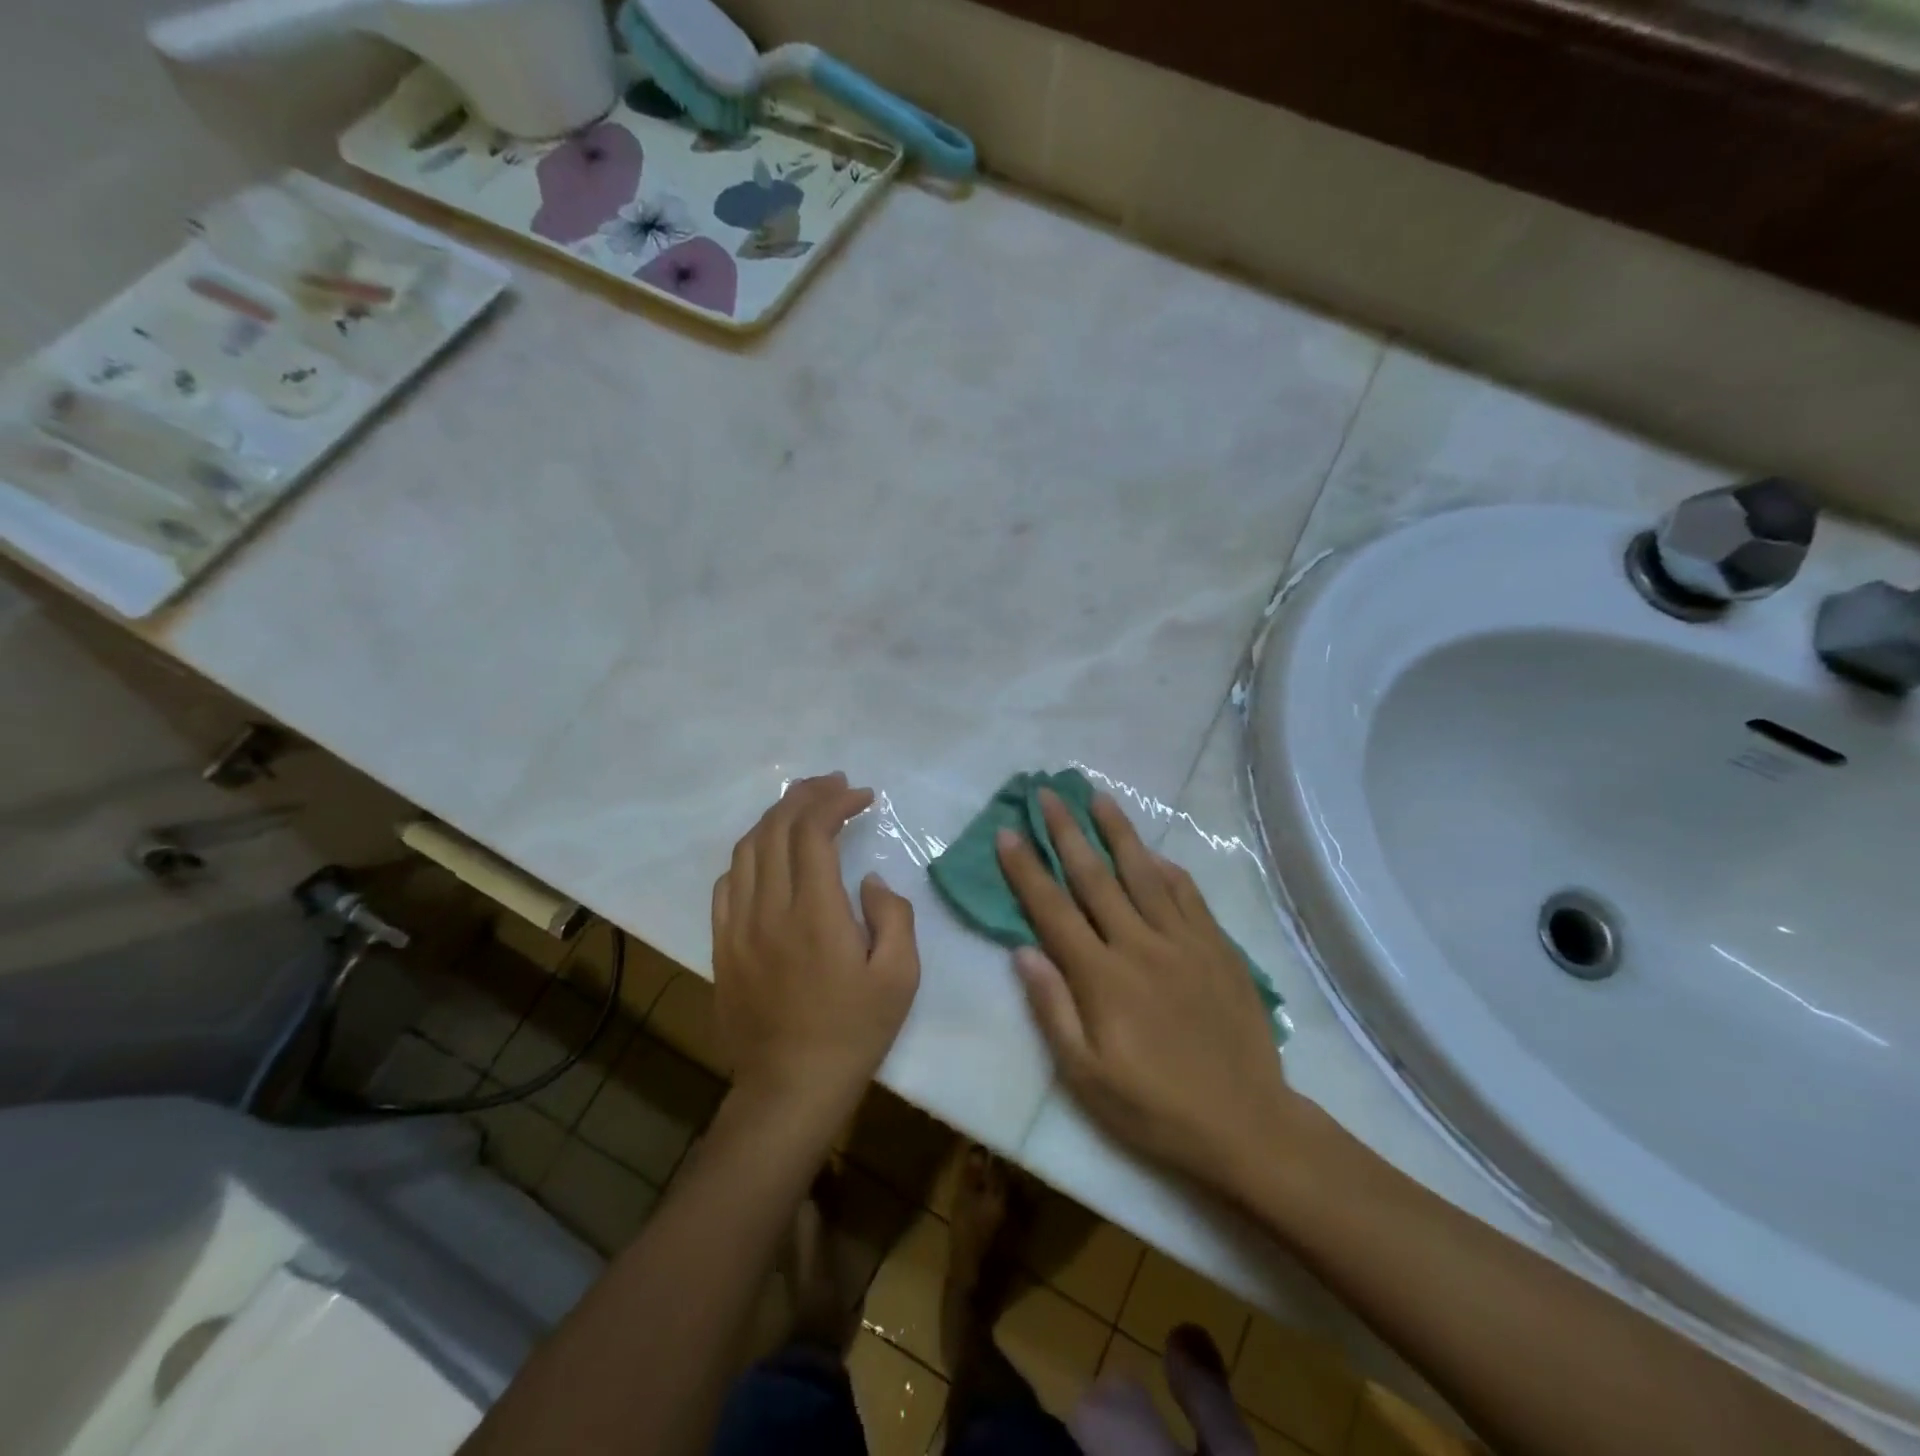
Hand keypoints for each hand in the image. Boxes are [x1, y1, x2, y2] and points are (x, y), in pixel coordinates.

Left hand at [711, 773, 920, 1125]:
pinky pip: (727, 883)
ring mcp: (738, 926)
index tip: (862, 795)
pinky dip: (749, 855)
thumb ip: (894, 916)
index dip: (836, 802)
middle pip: (776, 829)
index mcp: (815, 912)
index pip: (814, 832)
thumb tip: (869, 880)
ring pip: (747, 850)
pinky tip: (767, 854)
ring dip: (775, 818)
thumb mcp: (900, 976)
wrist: (791, 1087)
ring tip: (802, 806)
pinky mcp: (721, 945)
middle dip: (806, 796)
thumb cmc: (854, 1031)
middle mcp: (769, 909)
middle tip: (834, 784)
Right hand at [997, 789, 1300, 1195]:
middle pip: (1095, 878)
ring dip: (1118, 832)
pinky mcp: (1218, 948)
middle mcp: (1140, 946)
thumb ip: (1052, 1009)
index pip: (1053, 910)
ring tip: (1099, 797)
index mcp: (1102, 978)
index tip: (1008, 833)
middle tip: (1048, 793)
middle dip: (1067, 832)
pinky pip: (1188, 896)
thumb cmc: (1155, 1108)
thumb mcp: (1086, 1077)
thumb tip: (1023, 950)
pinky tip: (1154, 853)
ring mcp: (1184, 942)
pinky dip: (1167, 869)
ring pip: (1144, 873)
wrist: (1247, 1125)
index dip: (1027, 870)